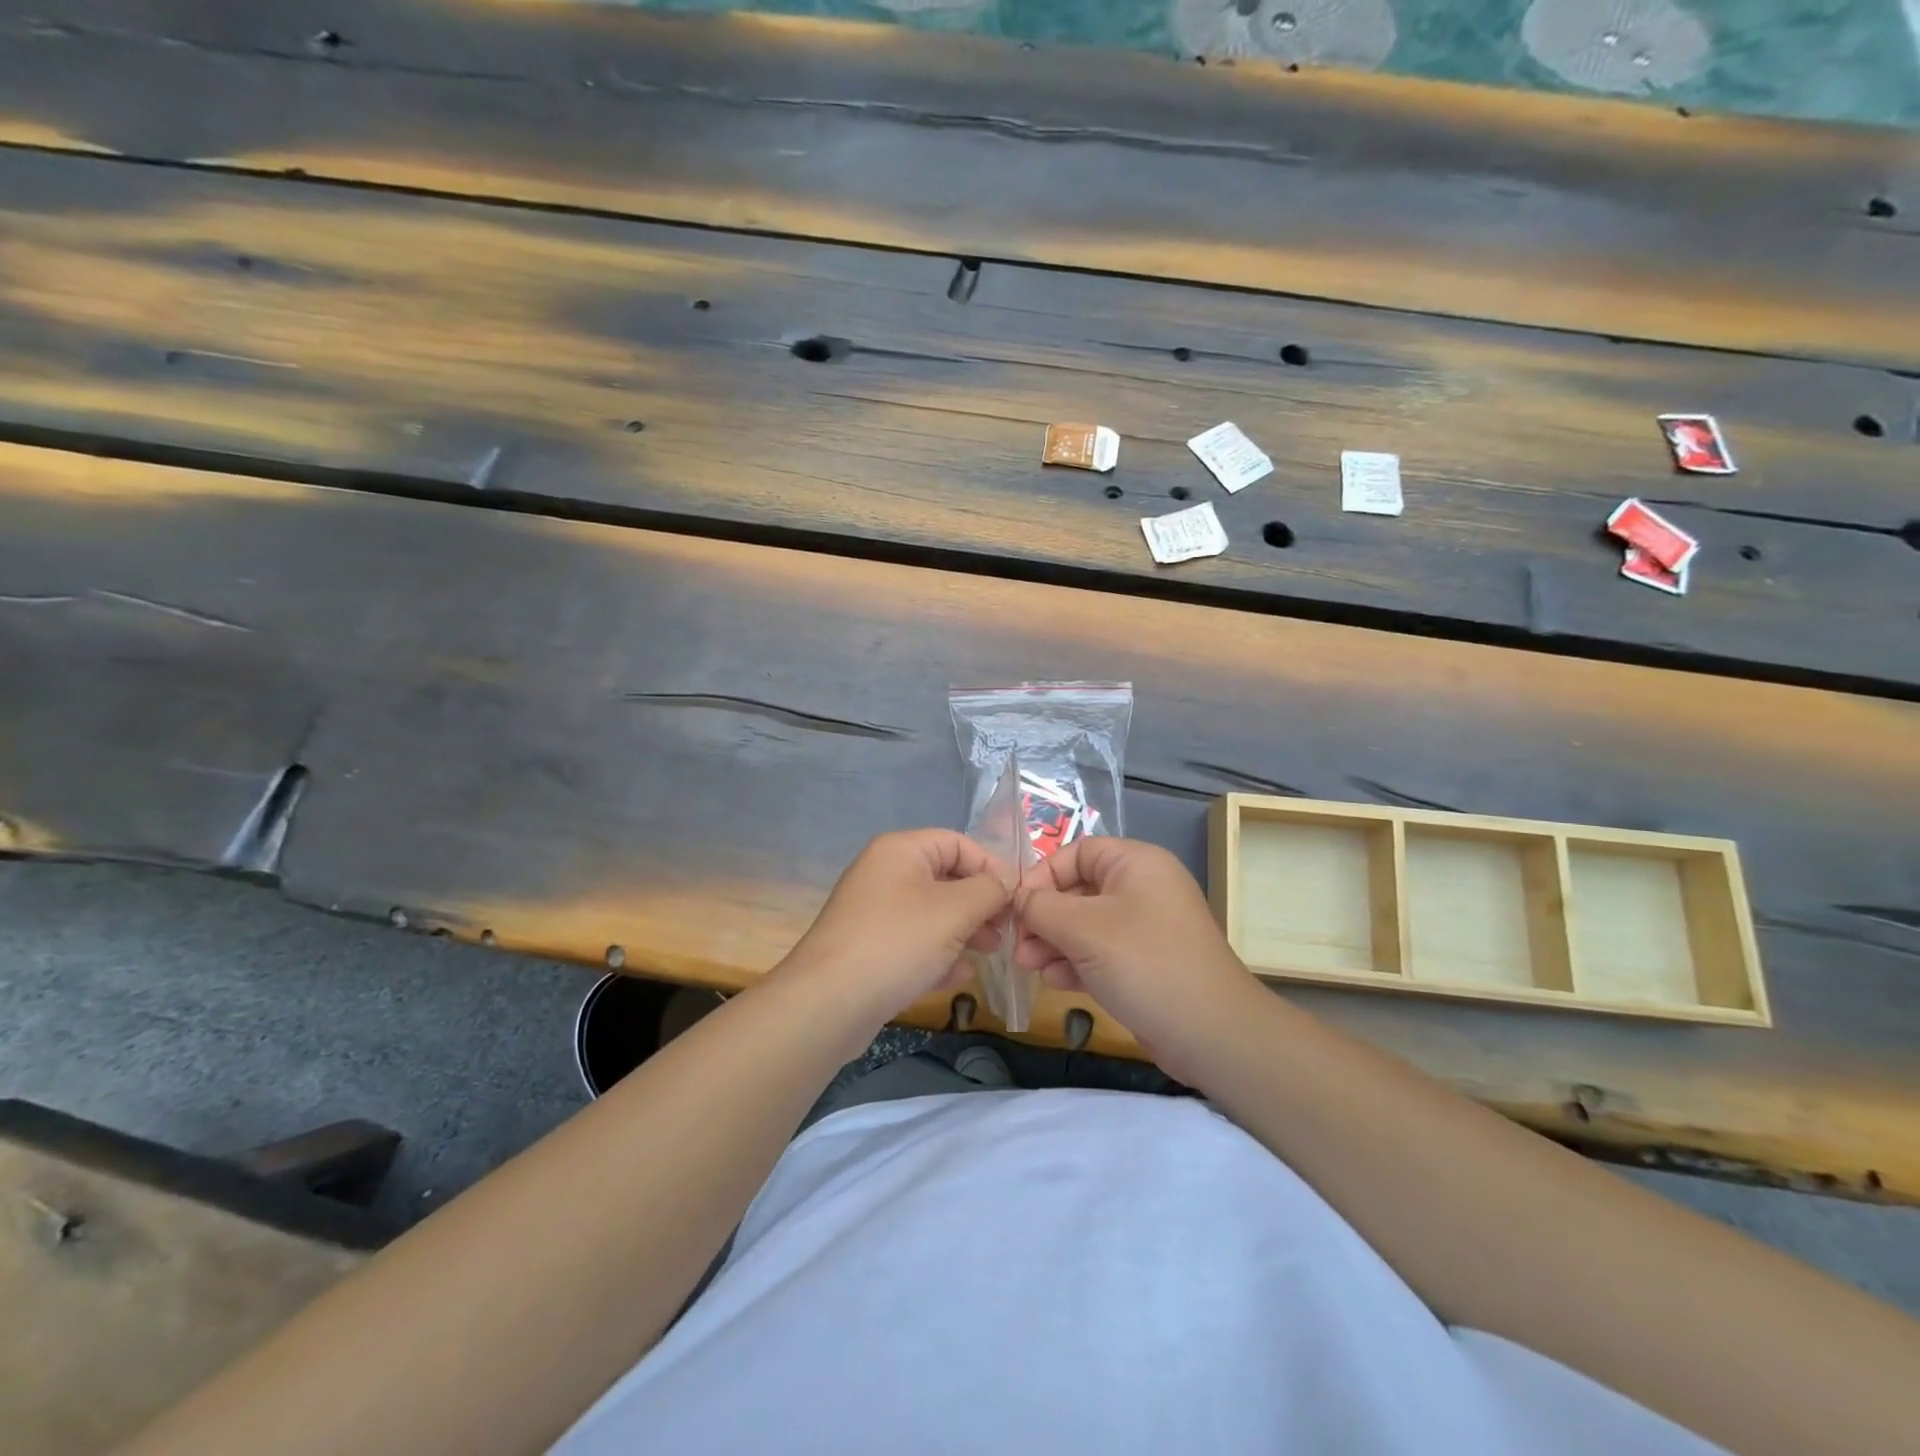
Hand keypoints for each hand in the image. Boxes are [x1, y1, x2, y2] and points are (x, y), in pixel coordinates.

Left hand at [775, 829, 1012, 1025]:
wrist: (828, 1004)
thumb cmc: (897, 943)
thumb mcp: (955, 910)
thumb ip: (989, 890)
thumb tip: (1008, 881)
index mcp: (901, 851)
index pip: (958, 843)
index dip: (991, 866)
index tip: (1018, 898)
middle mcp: (885, 874)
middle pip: (946, 878)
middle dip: (980, 903)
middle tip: (1006, 931)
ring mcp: (875, 913)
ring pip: (932, 913)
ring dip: (965, 930)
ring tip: (990, 953)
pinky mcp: (870, 949)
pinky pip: (914, 942)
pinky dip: (939, 954)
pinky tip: (959, 977)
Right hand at [1013, 837, 1260, 1080]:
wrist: (1212, 1033)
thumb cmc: (1145, 963)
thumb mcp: (1084, 929)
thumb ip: (1042, 907)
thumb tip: (1020, 900)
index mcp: (1136, 864)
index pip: (1077, 853)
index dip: (1043, 875)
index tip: (1018, 907)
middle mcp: (1142, 888)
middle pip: (1078, 890)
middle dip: (1043, 917)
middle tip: (1018, 946)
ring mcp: (1144, 927)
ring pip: (1085, 924)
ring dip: (1053, 943)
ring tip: (1029, 967)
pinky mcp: (1144, 963)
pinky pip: (1100, 951)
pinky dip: (1075, 961)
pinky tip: (1054, 980)